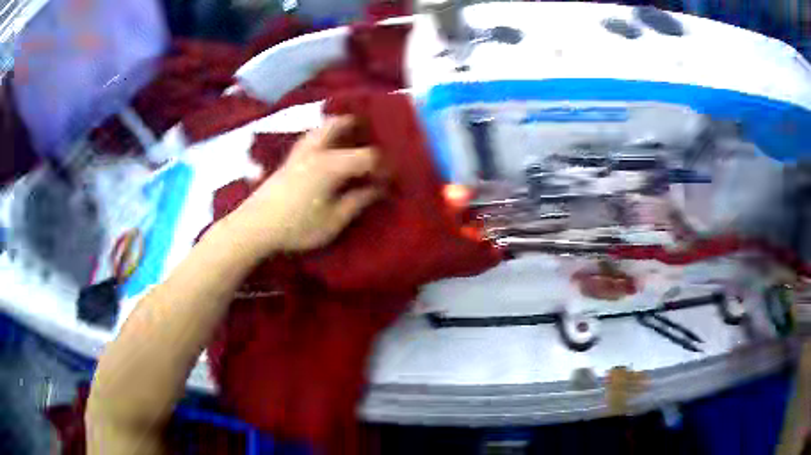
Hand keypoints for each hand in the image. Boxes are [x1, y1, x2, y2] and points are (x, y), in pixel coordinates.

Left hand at [225, 116, 382, 256]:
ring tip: (349, 139)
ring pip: (321, 128)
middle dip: (358, 127)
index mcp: (331, 164)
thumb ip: (358, 201)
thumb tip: (378, 188)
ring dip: (338, 128)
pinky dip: (324, 136)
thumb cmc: (297, 226)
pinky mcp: (287, 161)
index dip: (382, 166)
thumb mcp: (333, 220)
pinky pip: (311, 138)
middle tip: (370, 137)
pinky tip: (326, 151)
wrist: (255, 227)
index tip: (389, 180)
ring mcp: (299, 153)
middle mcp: (315, 150)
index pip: (366, 156)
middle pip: (339, 124)